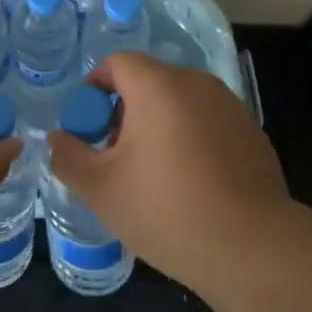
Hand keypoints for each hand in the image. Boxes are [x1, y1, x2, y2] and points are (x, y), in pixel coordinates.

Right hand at [45, 52, 290, 291]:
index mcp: (159, 86)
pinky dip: (190, 141)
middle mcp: (197, 84)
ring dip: (158, 127)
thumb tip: (57, 139)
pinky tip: (191, 186)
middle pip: (149, 82)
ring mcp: (230, 107)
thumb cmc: (167, 209)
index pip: (117, 63)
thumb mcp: (101, 189)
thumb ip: (68, 156)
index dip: (95, 88)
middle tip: (115, 158)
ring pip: (179, 104)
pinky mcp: (252, 134)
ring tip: (152, 177)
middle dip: (124, 113)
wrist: (254, 249)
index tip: (88, 128)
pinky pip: (207, 124)